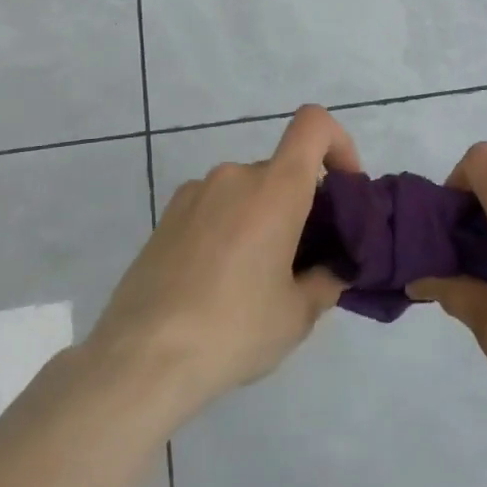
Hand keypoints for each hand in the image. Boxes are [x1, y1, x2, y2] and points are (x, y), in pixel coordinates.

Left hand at [88, 105, 360, 415]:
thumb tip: (334, 270)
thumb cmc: (234, 328)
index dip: (339, 144)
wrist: (141, 360)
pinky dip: (229, 229)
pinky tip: (218, 282)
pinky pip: (214, 208)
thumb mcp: (298, 314)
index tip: (345, 189)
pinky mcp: (165, 218)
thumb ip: (327, 281)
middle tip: (304, 260)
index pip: (314, 125)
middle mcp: (234, 176)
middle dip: (301, 204)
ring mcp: (194, 194)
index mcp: (275, 189)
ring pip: (247, 192)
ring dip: (263, 219)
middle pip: (282, 171)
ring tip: (256, 279)